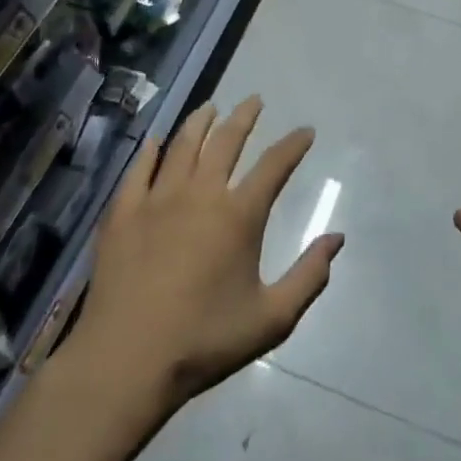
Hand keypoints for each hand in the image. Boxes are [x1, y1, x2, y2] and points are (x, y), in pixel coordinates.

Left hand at [69, 97, 342, 413]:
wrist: (127, 360)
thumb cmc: (204, 340)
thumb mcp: (271, 318)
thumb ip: (309, 276)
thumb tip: (337, 238)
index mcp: (239, 215)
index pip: (274, 165)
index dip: (293, 144)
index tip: (305, 131)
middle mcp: (200, 194)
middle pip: (226, 141)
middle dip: (244, 117)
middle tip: (254, 100)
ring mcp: (157, 199)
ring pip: (182, 145)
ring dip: (200, 122)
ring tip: (210, 107)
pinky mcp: (124, 212)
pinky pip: (139, 168)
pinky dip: (150, 150)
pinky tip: (155, 141)